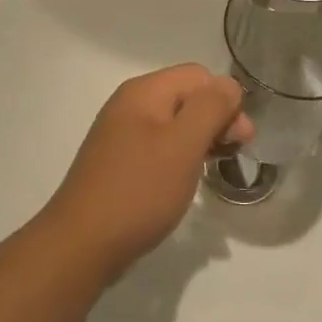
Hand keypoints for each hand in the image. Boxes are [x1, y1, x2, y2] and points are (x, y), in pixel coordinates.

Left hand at [43, 65, 250, 278]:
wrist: (81, 245)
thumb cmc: (139, 190)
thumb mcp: (183, 145)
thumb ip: (210, 108)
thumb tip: (229, 84)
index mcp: (144, 91)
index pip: (198, 76)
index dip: (225, 100)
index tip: (240, 139)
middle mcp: (130, 104)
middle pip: (186, 97)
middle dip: (215, 119)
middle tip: (233, 155)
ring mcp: (121, 134)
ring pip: (174, 124)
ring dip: (199, 140)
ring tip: (213, 168)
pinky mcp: (118, 162)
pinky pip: (158, 146)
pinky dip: (178, 157)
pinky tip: (184, 181)